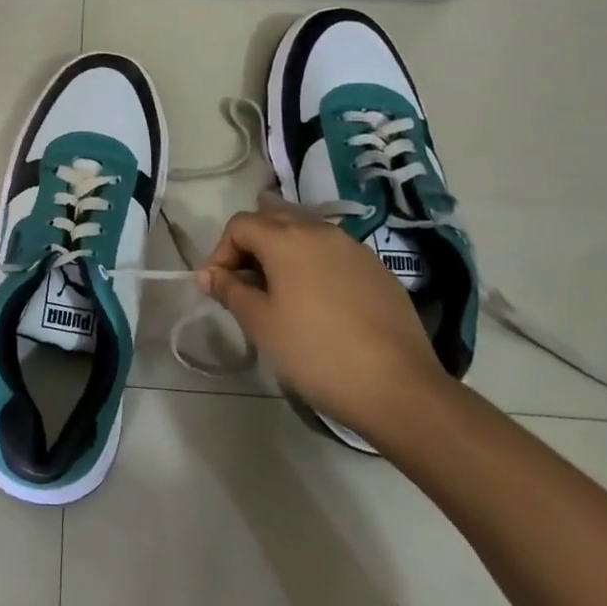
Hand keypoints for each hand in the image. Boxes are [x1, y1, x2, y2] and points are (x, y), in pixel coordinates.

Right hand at [198, 204, 450, 445]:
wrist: (398, 388)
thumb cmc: (316, 353)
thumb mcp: (261, 324)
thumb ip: (230, 291)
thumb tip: (209, 274)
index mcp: (286, 238)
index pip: (240, 224)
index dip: (221, 251)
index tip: (222, 287)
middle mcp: (320, 230)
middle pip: (273, 217)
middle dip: (252, 244)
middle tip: (248, 284)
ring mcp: (354, 247)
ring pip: (306, 232)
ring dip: (284, 252)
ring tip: (282, 293)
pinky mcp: (378, 269)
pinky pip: (334, 252)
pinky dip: (315, 264)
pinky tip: (319, 303)